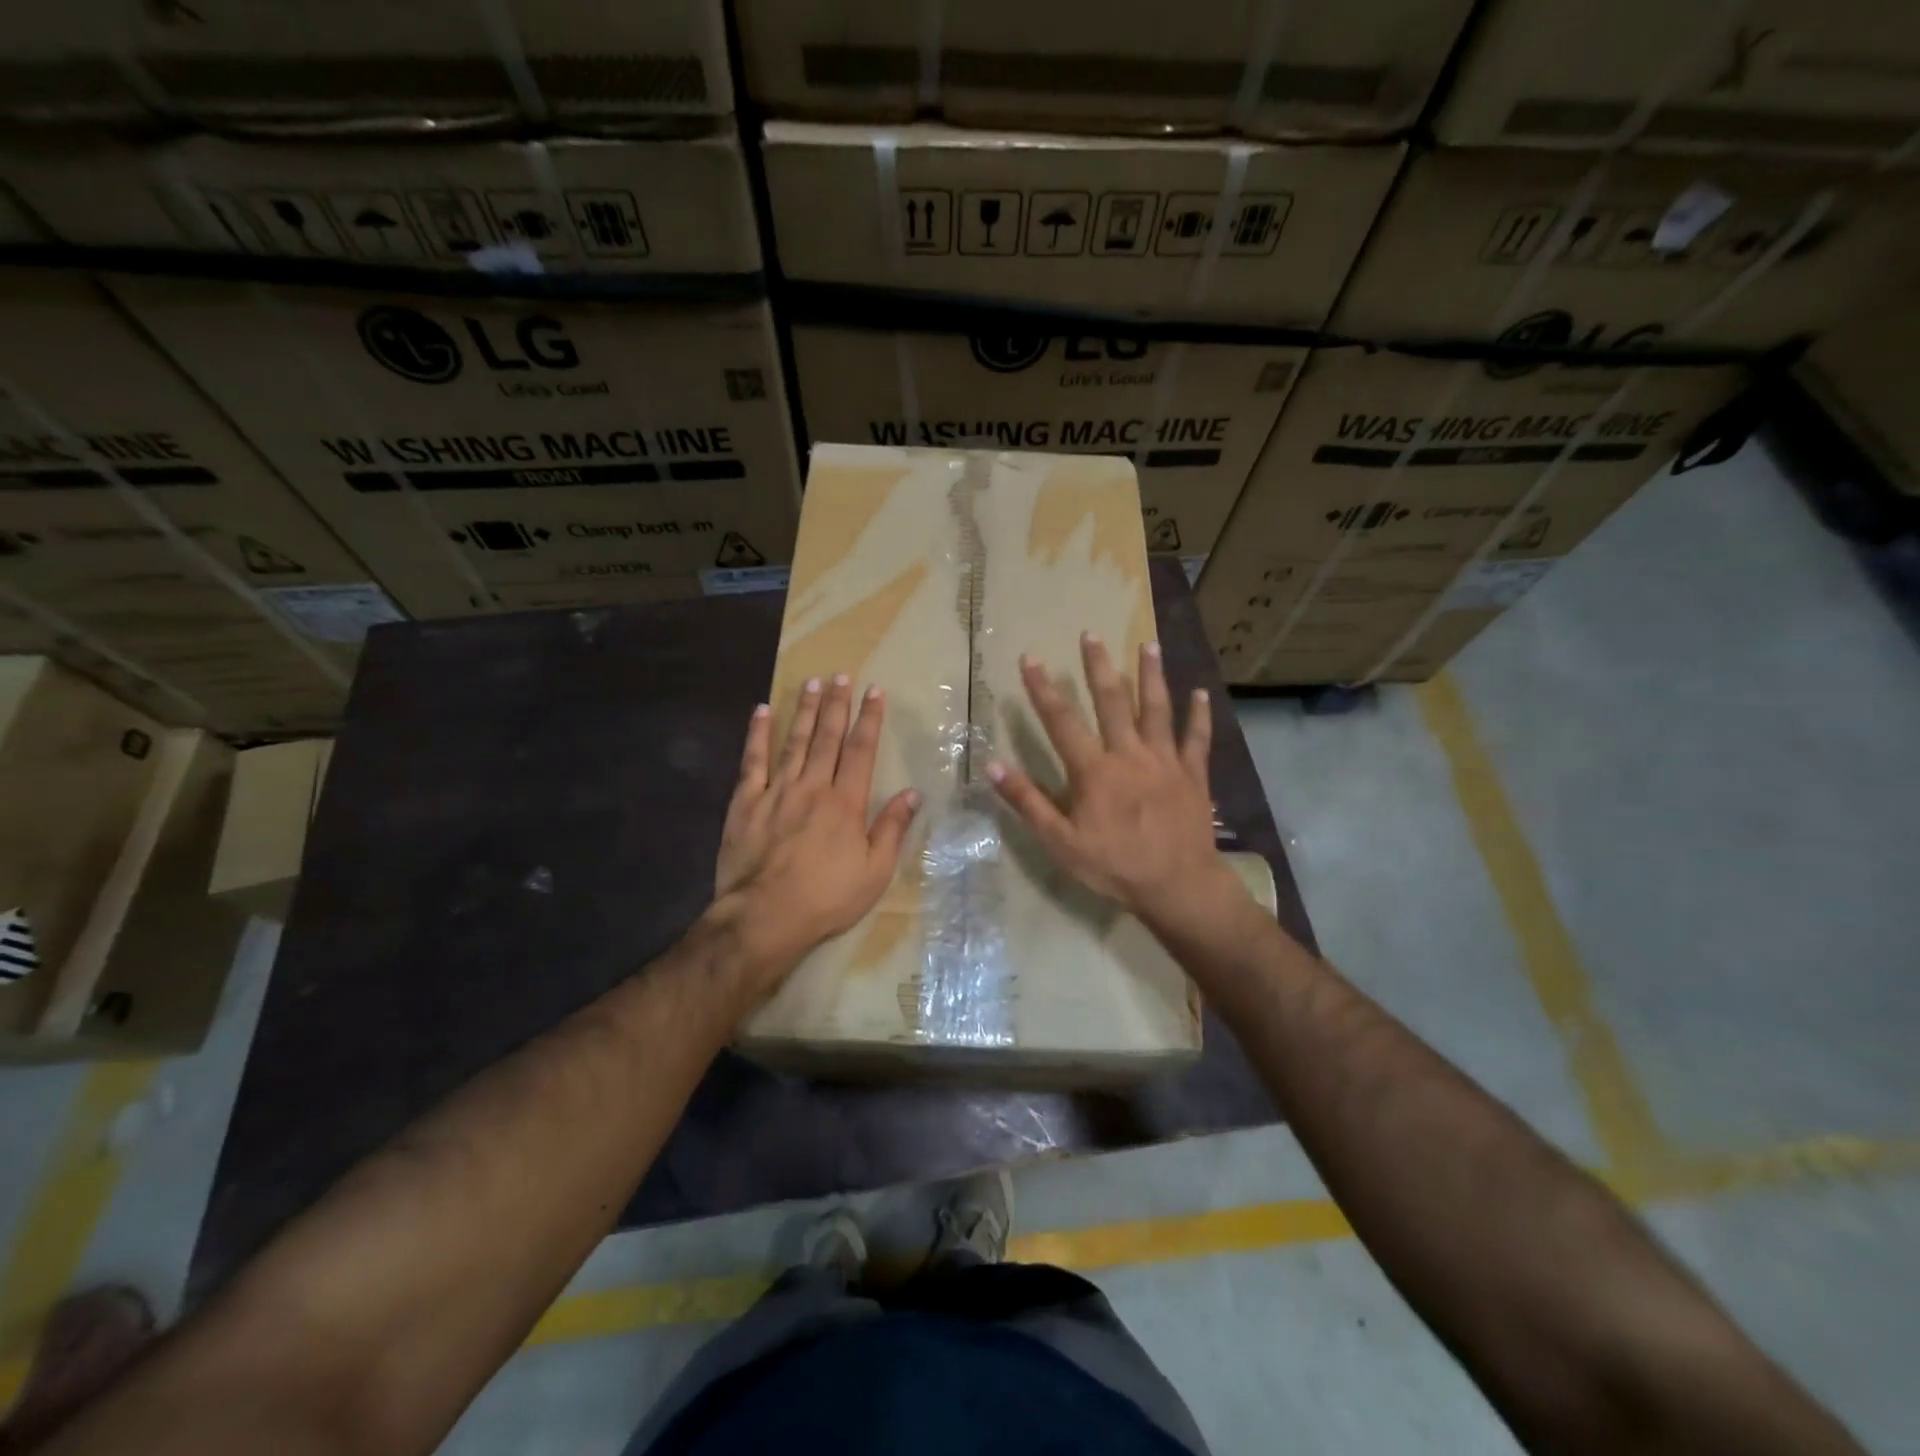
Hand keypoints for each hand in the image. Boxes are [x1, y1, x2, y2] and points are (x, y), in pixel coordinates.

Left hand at [712, 675, 920, 999]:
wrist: (764, 917)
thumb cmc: (826, 898)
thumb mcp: (874, 872)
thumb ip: (892, 829)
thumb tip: (913, 793)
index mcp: (846, 802)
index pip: (861, 750)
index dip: (869, 719)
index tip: (874, 691)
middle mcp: (813, 787)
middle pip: (827, 737)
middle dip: (836, 704)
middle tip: (840, 675)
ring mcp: (776, 791)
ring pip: (793, 741)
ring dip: (804, 710)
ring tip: (811, 683)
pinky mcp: (745, 802)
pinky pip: (752, 761)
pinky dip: (757, 734)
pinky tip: (761, 711)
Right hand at [987, 633, 1232, 929]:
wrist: (1178, 886)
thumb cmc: (1114, 866)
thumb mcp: (1060, 842)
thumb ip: (1028, 802)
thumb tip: (992, 765)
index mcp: (1094, 770)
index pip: (1062, 721)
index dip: (1043, 689)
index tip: (1030, 659)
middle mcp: (1129, 754)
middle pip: (1112, 702)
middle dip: (1098, 666)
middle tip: (1090, 634)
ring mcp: (1165, 761)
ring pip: (1157, 709)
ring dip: (1151, 675)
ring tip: (1148, 644)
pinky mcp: (1193, 774)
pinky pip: (1196, 739)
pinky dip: (1198, 715)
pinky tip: (1200, 692)